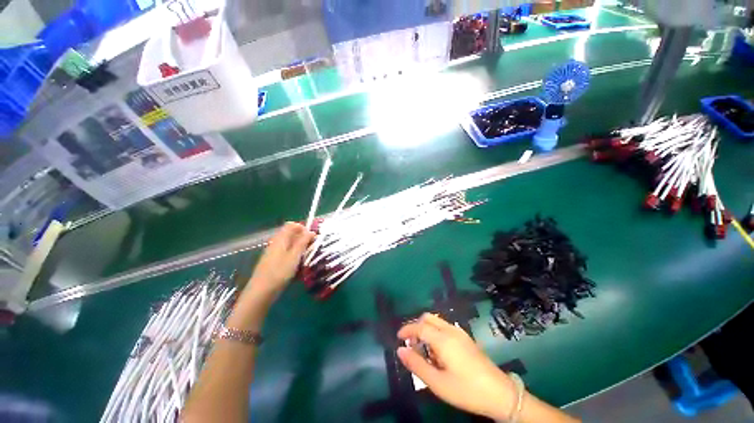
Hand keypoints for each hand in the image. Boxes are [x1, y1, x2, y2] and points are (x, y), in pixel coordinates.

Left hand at [247, 222, 314, 297]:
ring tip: (306, 257)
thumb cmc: (279, 272)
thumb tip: (311, 231)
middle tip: (311, 248)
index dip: (303, 228)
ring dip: (299, 248)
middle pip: (290, 234)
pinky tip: (297, 266)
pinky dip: (294, 256)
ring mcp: (273, 252)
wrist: (261, 292)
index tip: (312, 237)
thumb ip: (303, 242)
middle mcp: (275, 243)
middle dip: (303, 238)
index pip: (291, 225)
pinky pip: (286, 253)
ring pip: (289, 244)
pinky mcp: (272, 261)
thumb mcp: (294, 256)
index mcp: (280, 239)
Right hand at [397, 313, 517, 420]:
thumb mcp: (438, 383)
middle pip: (428, 318)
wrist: (500, 394)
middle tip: (411, 344)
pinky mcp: (466, 338)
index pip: (419, 326)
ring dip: (426, 330)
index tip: (398, 337)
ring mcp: (460, 333)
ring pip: (437, 322)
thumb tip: (400, 350)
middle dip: (416, 327)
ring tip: (424, 352)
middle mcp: (451, 330)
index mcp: (443, 339)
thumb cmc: (466, 389)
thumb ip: (417, 365)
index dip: (407, 329)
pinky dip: (436, 333)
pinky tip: (438, 353)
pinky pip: (445, 328)